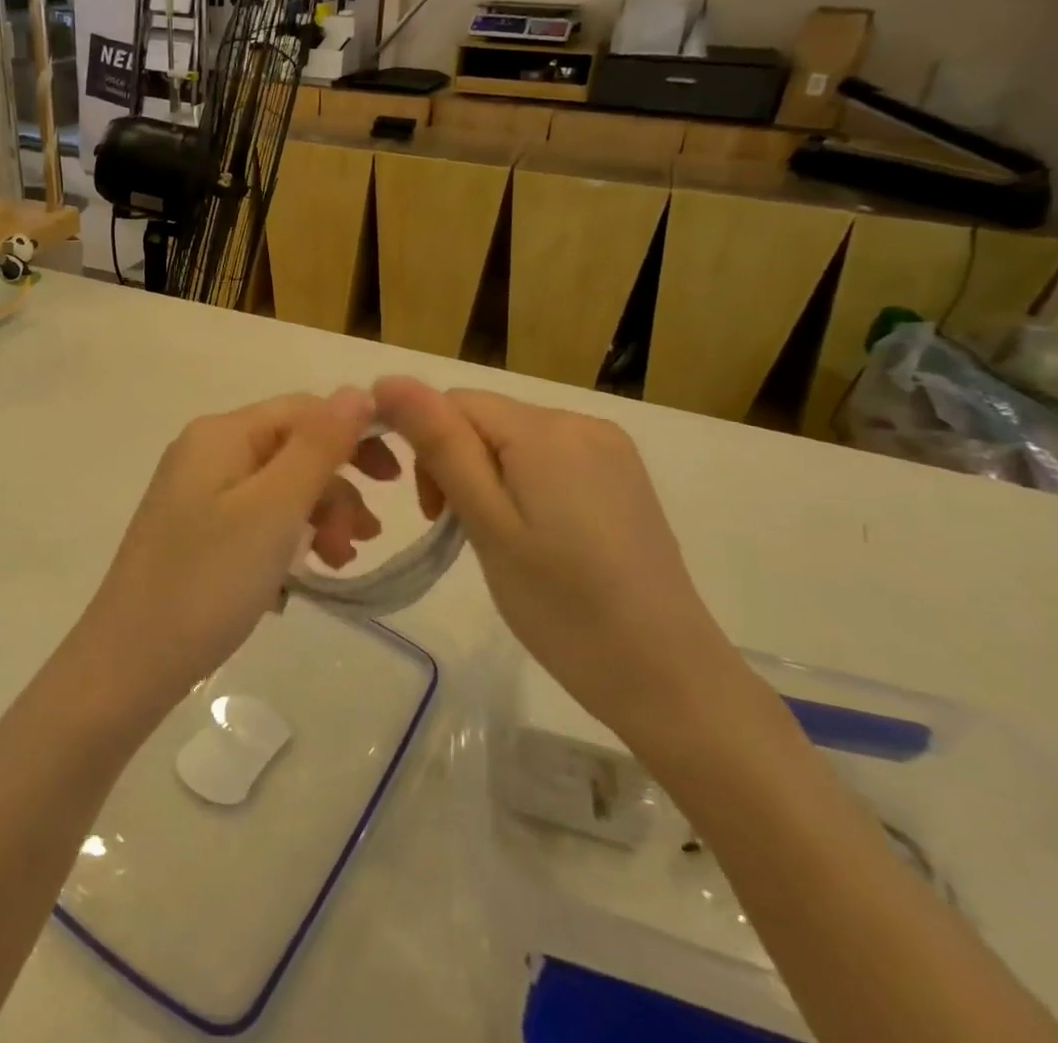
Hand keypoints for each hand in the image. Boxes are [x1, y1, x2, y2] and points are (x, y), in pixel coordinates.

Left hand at [70, 389, 381, 716]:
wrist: (128, 664)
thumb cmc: (208, 580)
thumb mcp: (274, 508)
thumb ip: (319, 446)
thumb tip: (357, 391)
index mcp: (221, 433)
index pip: (303, 410)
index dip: (353, 436)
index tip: (395, 482)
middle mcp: (207, 452)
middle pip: (292, 450)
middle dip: (335, 490)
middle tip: (362, 540)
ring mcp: (197, 494)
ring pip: (278, 489)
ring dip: (316, 520)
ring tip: (335, 565)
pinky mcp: (196, 532)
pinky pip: (256, 521)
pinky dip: (285, 543)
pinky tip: (295, 583)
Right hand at [372, 377, 743, 738]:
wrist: (668, 677)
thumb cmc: (563, 606)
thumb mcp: (488, 525)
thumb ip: (440, 445)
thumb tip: (389, 380)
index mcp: (546, 430)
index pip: (455, 402)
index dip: (427, 446)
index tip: (434, 513)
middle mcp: (582, 422)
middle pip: (487, 418)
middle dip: (457, 463)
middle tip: (462, 532)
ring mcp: (609, 448)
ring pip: (515, 438)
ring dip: (488, 476)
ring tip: (500, 539)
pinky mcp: (623, 475)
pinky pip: (550, 457)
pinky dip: (524, 484)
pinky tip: (538, 534)